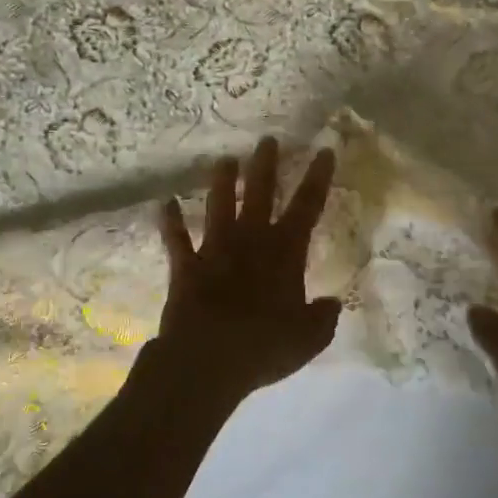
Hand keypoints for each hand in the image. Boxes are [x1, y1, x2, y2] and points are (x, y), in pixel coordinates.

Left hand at [152, 138, 341, 405]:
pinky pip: (176, 239)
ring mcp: (215, 249)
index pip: (308, 206)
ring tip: (224, 159)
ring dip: (222, 181)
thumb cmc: (264, 345)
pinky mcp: (186, 266)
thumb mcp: (308, 338)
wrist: (208, 359)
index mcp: (285, 251)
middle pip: (260, 192)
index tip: (324, 151)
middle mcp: (251, 240)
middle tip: (267, 139)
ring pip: (219, 205)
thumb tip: (333, 303)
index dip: (318, 177)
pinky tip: (164, 203)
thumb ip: (323, 318)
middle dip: (265, 164)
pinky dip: (170, 221)